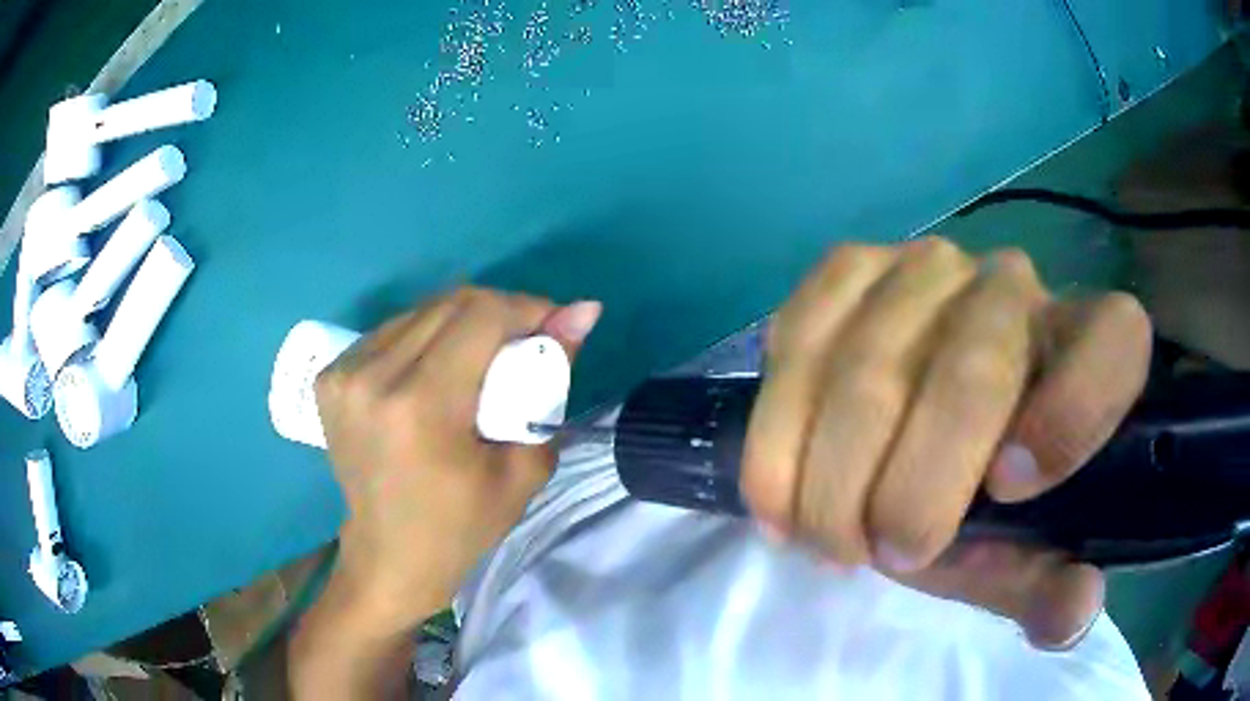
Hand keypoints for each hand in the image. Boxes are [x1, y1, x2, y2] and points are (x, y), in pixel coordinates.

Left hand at [314, 288, 601, 632]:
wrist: (389, 555)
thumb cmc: (462, 526)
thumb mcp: (523, 465)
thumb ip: (551, 380)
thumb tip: (583, 311)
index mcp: (420, 405)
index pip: (481, 316)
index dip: (527, 308)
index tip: (553, 327)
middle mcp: (373, 377)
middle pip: (450, 304)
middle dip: (499, 313)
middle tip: (523, 345)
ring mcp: (344, 373)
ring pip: (420, 312)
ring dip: (461, 324)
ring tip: (481, 361)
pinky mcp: (330, 376)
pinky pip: (391, 332)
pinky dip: (425, 338)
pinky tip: (438, 370)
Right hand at [740, 238, 1150, 648]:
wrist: (918, 421)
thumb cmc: (988, 493)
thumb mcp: (1021, 551)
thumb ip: (1047, 586)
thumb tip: (1070, 612)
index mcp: (1088, 343)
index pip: (1114, 343)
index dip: (1070, 418)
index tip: (1007, 494)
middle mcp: (1014, 284)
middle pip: (972, 374)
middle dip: (913, 493)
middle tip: (885, 559)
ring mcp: (923, 265)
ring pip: (869, 369)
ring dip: (833, 481)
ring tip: (825, 539)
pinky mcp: (846, 268)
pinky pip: (799, 343)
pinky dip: (780, 438)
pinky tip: (780, 494)